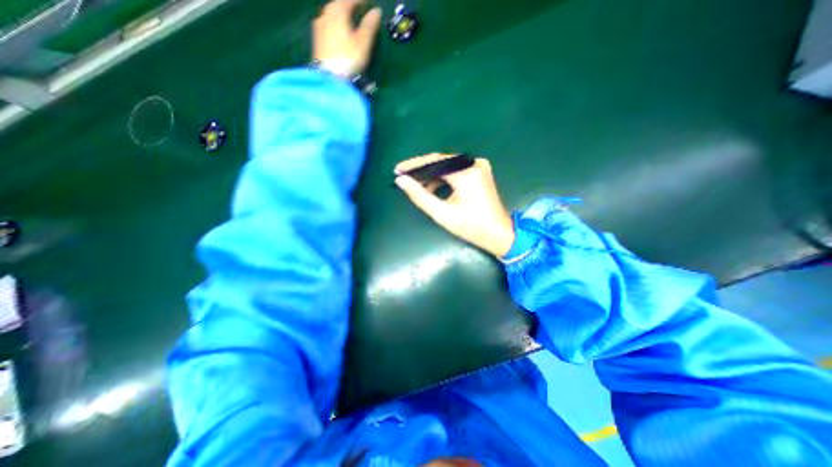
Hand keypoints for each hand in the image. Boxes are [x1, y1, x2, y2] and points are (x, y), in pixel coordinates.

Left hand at [311, 0, 381, 75]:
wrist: (330, 77)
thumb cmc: (348, 59)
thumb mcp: (363, 43)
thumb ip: (369, 26)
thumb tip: (376, 11)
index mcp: (338, 12)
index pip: (350, 0)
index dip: (360, 0)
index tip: (369, 2)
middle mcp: (326, 15)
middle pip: (337, 4)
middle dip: (347, 4)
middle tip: (357, 7)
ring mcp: (319, 27)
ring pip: (330, 13)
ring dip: (339, 13)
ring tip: (347, 17)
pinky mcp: (317, 40)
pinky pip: (326, 23)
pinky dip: (333, 23)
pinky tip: (336, 29)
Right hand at [393, 155, 517, 258]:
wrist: (498, 233)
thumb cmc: (471, 227)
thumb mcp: (442, 213)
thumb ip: (420, 196)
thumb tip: (401, 181)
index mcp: (466, 173)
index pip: (434, 162)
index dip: (414, 166)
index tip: (397, 170)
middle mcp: (474, 163)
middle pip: (441, 161)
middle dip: (422, 169)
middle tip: (404, 176)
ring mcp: (479, 166)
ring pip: (448, 165)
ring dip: (432, 174)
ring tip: (416, 184)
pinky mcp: (480, 171)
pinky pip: (456, 169)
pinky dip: (443, 177)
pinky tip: (432, 186)